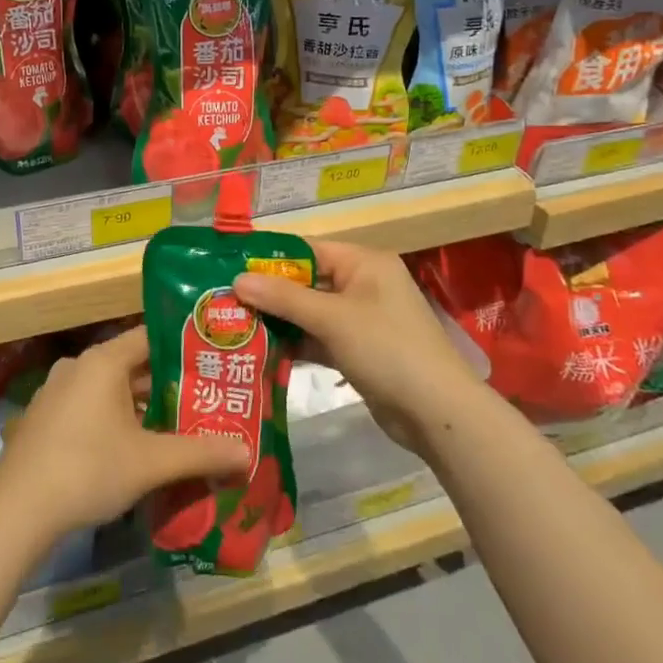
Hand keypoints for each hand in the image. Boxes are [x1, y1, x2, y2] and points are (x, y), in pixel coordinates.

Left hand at [0, 327, 248, 539]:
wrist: (16, 510)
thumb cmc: (88, 469)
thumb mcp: (151, 462)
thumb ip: (200, 453)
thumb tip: (247, 453)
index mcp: (103, 360)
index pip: (151, 337)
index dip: (183, 347)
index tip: (211, 361)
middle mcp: (78, 366)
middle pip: (131, 365)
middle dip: (166, 384)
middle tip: (202, 400)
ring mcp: (56, 392)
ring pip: (109, 389)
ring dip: (139, 406)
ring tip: (173, 426)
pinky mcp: (43, 419)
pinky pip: (88, 408)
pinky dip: (112, 420)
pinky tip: (130, 449)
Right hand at [234, 239, 478, 454]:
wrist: (437, 413)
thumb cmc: (387, 349)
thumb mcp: (332, 318)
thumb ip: (284, 297)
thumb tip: (237, 279)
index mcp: (364, 263)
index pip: (308, 249)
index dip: (270, 258)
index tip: (230, 267)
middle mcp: (363, 284)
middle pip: (307, 281)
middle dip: (269, 292)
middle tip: (225, 300)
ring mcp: (362, 320)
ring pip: (310, 312)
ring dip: (279, 320)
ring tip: (235, 326)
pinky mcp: (359, 351)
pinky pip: (319, 338)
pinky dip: (296, 344)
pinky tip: (262, 352)